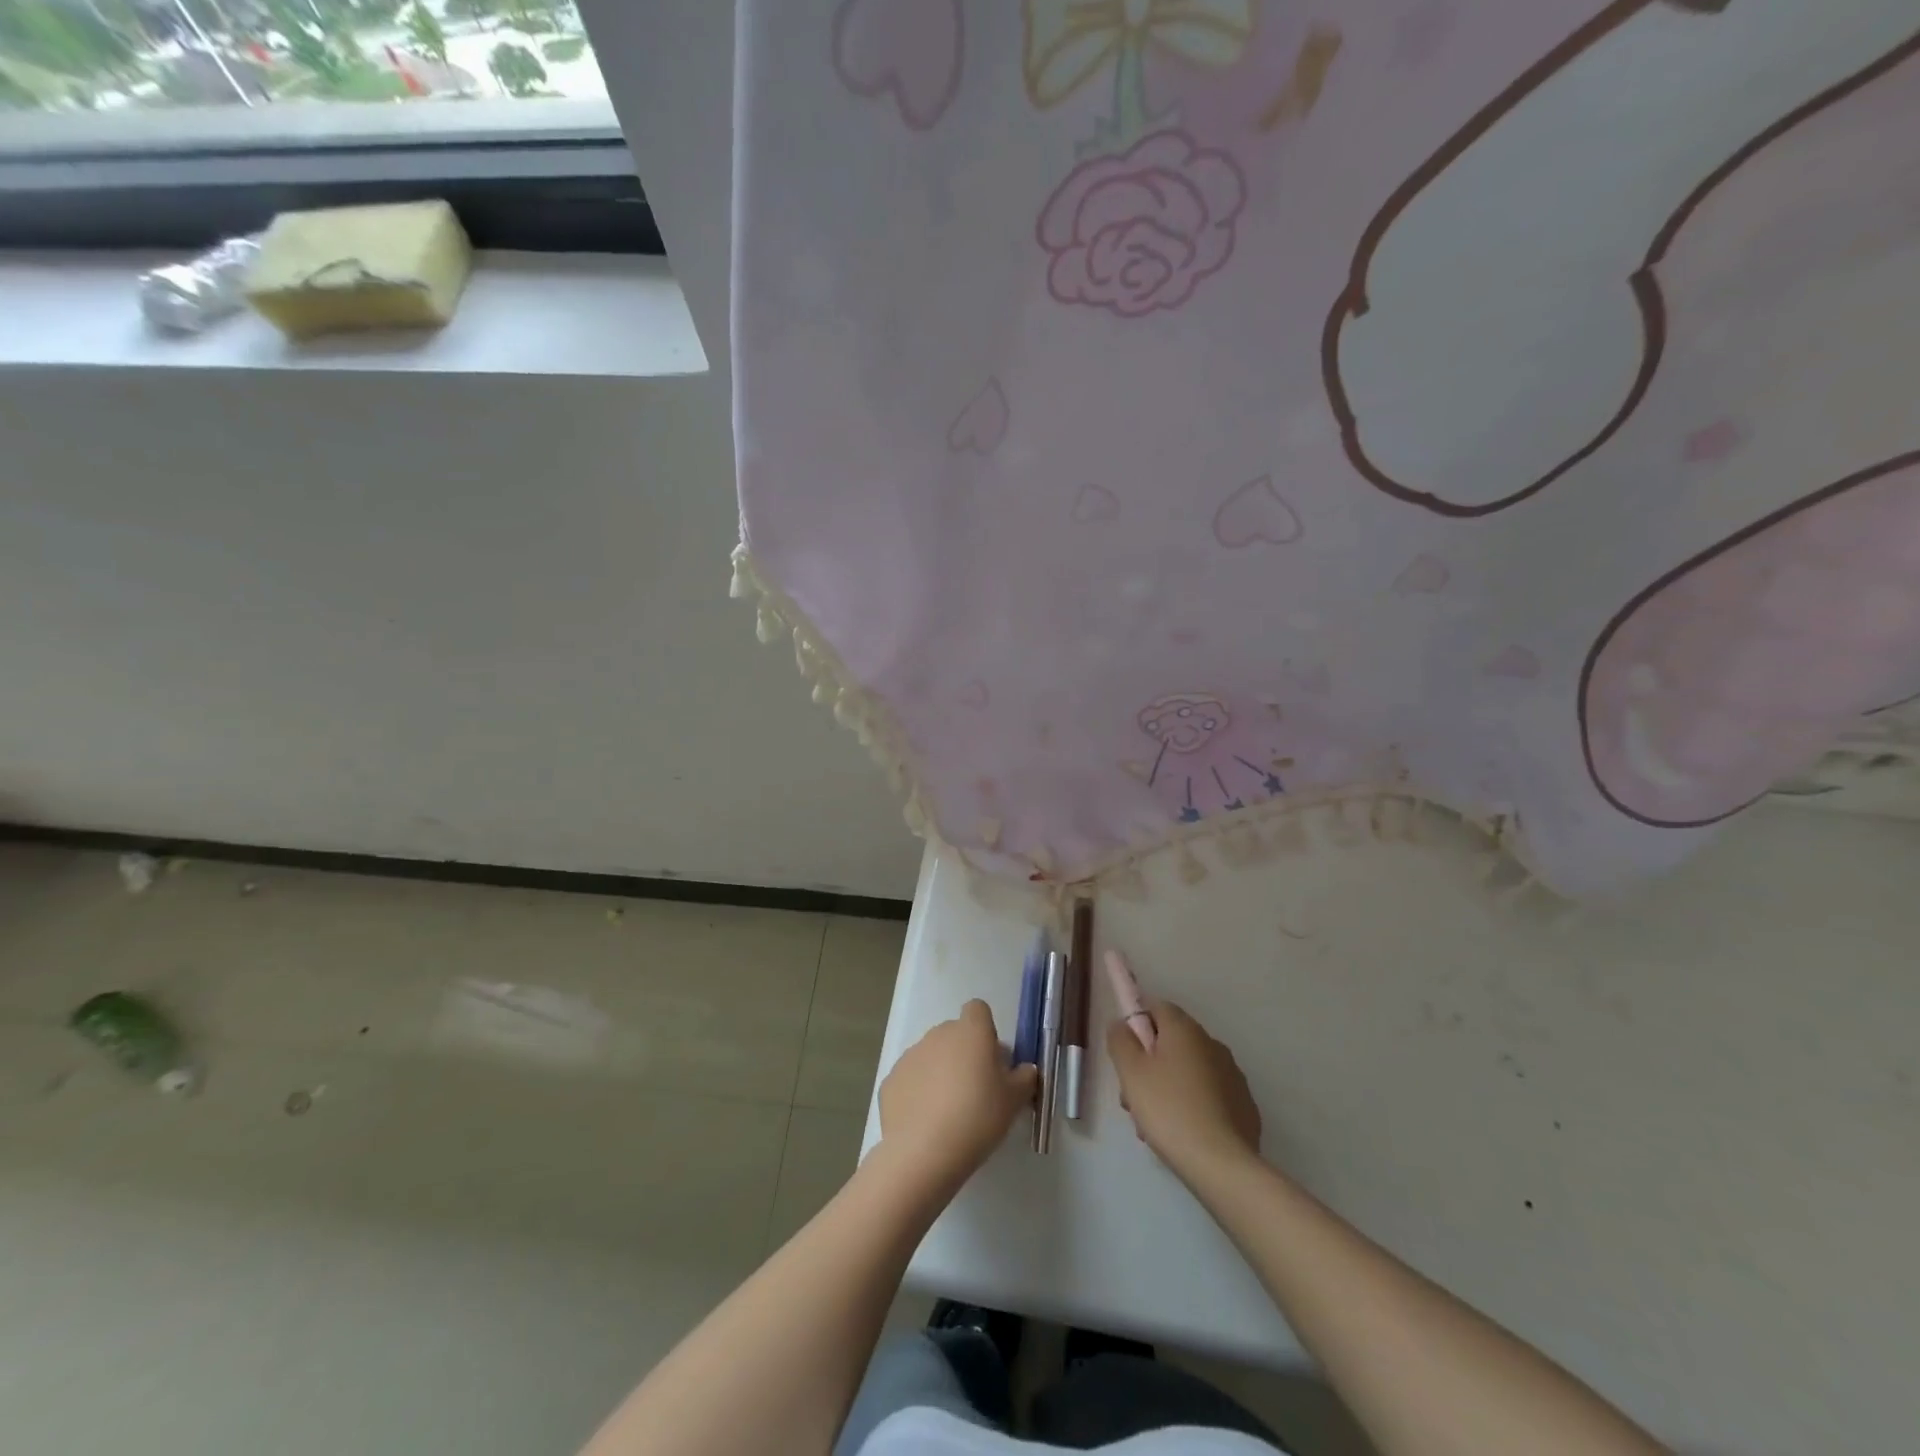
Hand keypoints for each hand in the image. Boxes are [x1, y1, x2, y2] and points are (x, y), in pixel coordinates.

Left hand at [878, 1000, 1038, 1187]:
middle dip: (964, 1054)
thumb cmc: (977, 1118)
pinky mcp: (890, 1080)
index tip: (992, 1059)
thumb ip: (1024, 1078)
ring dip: (940, 1072)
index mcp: (970, 1032)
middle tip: (975, 1090)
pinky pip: (911, 1079)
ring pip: (931, 1056)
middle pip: (954, 1034)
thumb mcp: (1014, 1101)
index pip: (978, 1010)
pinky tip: (925, 1123)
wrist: (923, 1152)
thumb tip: (1024, 1069)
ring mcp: (910, 1055)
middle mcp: (938, 1034)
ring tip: (949, 1112)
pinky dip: (918, 1093)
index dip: (986, 1030)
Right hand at [1108, 1000, 1262, 1180]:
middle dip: (1149, 1064)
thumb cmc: (1168, 1109)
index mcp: (1185, 1029)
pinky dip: (1192, 1105)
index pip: (1157, 1007)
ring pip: (1188, 1071)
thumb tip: (1122, 1023)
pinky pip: (1208, 1095)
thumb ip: (1120, 1039)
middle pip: (1171, 1043)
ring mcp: (1232, 1075)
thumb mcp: (1130, 1072)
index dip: (1137, 1025)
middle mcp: (1212, 1043)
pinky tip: (1182, 1134)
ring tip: (1153, 1124)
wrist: (1221, 1164)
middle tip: (1133, 1097)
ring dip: (1167, 1087)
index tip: (1127, 1054)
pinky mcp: (1244, 1105)